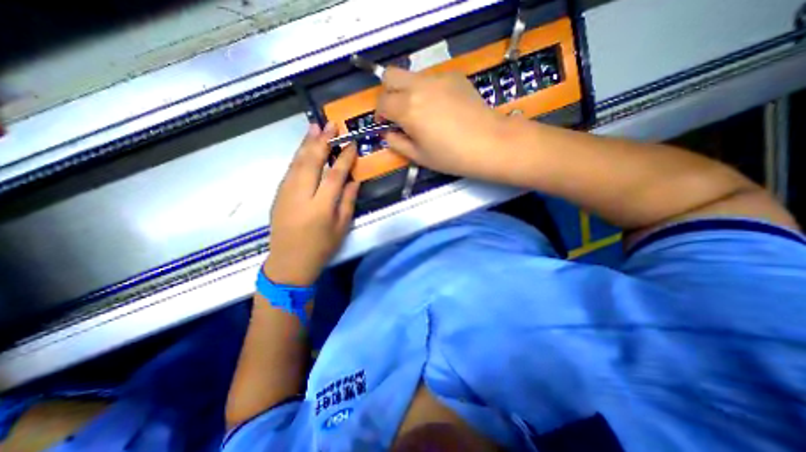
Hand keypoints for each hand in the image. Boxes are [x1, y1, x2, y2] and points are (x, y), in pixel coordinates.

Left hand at [264, 122, 360, 286]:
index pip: (335, 175)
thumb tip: (354, 181)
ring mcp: (286, 193)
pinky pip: (290, 170)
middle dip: (322, 141)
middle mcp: (302, 196)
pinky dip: (297, 156)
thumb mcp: (341, 228)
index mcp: (321, 207)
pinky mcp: (278, 195)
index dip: (344, 158)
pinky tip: (304, 148)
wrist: (289, 262)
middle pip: (312, 162)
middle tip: (330, 124)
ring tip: (314, 127)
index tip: (351, 143)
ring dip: (306, 143)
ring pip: (297, 162)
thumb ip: (348, 202)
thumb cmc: (321, 247)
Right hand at [376, 67, 508, 178]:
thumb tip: (387, 133)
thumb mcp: (419, 157)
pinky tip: (442, 108)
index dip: (379, 115)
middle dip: (387, 93)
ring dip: (408, 92)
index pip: (382, 102)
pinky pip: (432, 79)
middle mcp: (419, 87)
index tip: (386, 125)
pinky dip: (428, 91)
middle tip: (397, 113)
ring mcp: (439, 78)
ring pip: (412, 77)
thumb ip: (397, 143)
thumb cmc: (452, 156)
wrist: (490, 143)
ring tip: (423, 113)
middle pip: (390, 75)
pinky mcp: (455, 77)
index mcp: (408, 109)